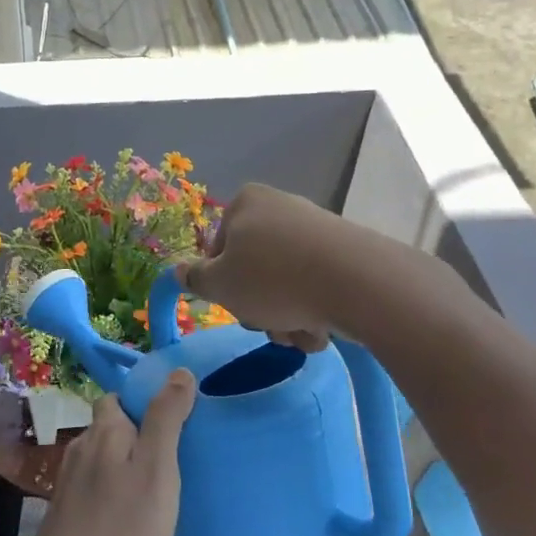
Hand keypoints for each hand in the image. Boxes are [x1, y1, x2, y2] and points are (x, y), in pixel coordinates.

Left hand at [24, 373, 196, 535]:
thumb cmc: (122, 527)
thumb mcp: (157, 469)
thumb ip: (166, 419)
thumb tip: (179, 371)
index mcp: (105, 430)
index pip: (120, 397)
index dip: (145, 402)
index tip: (175, 422)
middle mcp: (82, 446)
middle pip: (111, 426)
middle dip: (138, 433)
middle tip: (171, 459)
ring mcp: (69, 479)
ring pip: (104, 456)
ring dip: (126, 463)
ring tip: (156, 487)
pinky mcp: (66, 508)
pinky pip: (96, 483)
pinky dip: (114, 488)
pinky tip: (129, 512)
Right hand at [178, 184, 351, 350]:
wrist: (356, 283)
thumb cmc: (272, 279)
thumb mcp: (219, 284)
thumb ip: (195, 278)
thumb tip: (179, 270)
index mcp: (246, 203)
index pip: (218, 249)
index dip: (221, 283)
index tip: (233, 303)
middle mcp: (281, 208)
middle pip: (254, 269)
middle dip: (259, 306)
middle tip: (268, 324)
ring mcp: (316, 229)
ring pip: (286, 284)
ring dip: (286, 317)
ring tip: (300, 332)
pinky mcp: (345, 252)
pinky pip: (317, 286)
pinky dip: (314, 311)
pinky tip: (322, 329)